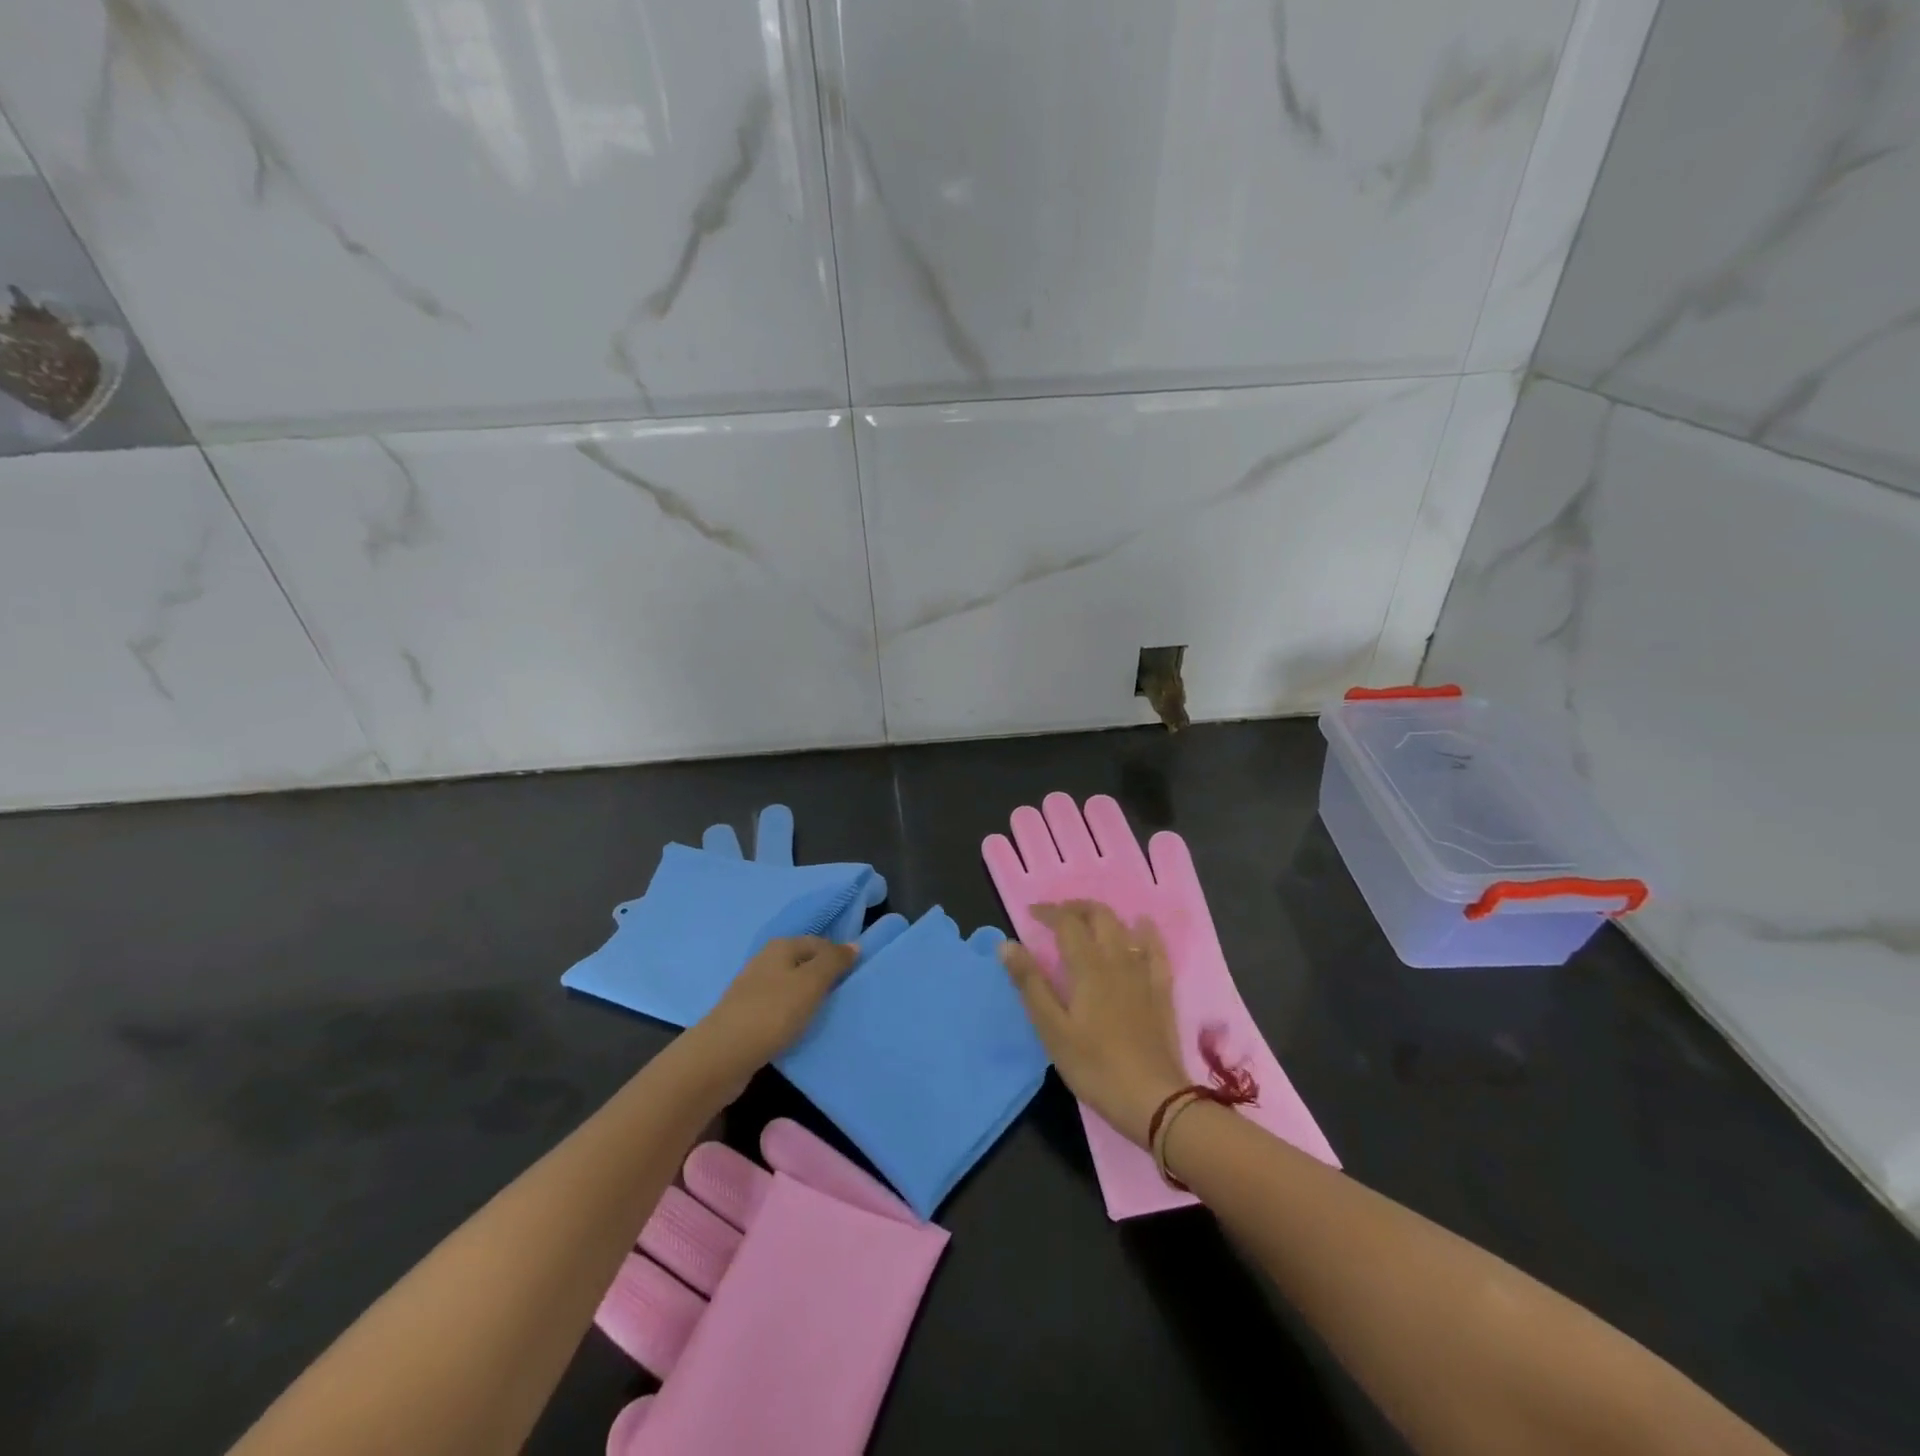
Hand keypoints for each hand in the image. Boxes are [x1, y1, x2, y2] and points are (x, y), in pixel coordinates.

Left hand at [699, 936, 857, 1075]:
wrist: (723, 1055)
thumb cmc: (773, 1012)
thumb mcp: (811, 982)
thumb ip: (833, 961)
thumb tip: (854, 944)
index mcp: (781, 946)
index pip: (820, 942)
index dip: (839, 957)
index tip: (855, 980)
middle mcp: (765, 961)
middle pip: (804, 964)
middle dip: (824, 979)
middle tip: (843, 999)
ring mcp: (752, 988)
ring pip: (791, 986)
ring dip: (808, 998)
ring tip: (825, 1016)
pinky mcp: (746, 1014)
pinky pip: (778, 1008)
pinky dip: (791, 1015)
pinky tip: (798, 1029)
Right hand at [999, 900, 1188, 1147]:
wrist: (1153, 1099)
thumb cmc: (1094, 1066)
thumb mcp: (1052, 1029)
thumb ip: (1030, 984)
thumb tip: (1007, 945)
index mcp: (1087, 966)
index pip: (1066, 922)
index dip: (1048, 912)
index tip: (1030, 913)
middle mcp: (1117, 959)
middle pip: (1099, 915)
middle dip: (1075, 908)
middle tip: (1057, 916)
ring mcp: (1143, 973)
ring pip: (1125, 927)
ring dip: (1103, 917)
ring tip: (1087, 923)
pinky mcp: (1161, 990)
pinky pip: (1156, 949)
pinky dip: (1145, 932)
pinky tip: (1140, 929)